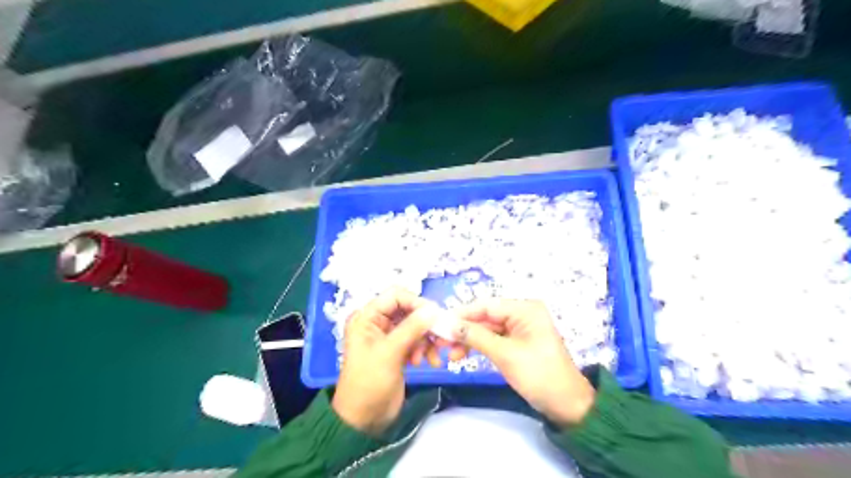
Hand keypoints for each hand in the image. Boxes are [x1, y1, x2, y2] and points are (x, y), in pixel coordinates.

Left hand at [329, 288, 441, 437]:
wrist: (364, 420)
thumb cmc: (369, 383)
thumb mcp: (389, 353)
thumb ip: (411, 328)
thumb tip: (434, 309)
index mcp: (367, 317)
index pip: (395, 296)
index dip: (416, 302)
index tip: (435, 316)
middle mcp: (377, 322)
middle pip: (408, 310)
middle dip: (424, 323)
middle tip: (440, 337)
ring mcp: (389, 336)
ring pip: (416, 325)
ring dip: (427, 338)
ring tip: (430, 356)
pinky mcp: (399, 350)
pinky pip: (417, 339)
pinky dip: (426, 348)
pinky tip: (429, 362)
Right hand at [451, 299, 596, 424]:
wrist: (567, 405)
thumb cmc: (539, 375)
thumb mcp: (505, 355)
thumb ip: (475, 336)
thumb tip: (448, 325)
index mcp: (524, 309)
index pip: (486, 305)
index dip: (461, 313)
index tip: (438, 324)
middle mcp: (522, 313)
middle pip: (484, 316)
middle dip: (463, 329)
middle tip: (439, 342)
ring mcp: (519, 327)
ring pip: (486, 328)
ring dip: (468, 340)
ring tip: (449, 354)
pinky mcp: (517, 341)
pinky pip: (493, 339)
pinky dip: (478, 346)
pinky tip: (462, 355)